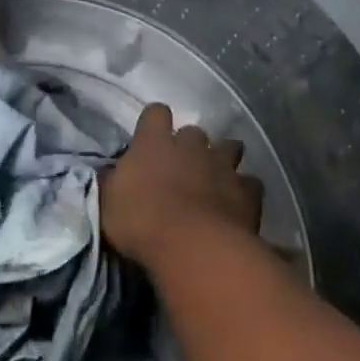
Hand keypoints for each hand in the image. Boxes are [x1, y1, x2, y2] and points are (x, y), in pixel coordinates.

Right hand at [102, 103, 262, 269]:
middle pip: (194, 132)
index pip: (156, 113)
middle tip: (183, 166)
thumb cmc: (141, 221)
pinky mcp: (247, 191)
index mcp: (154, 142)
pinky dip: (245, 190)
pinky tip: (239, 204)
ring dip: (223, 158)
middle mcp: (190, 145)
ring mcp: (222, 165)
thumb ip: (112, 182)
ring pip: (230, 148)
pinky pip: (250, 183)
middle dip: (190, 145)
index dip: (154, 122)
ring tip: (217, 177)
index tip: (151, 136)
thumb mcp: (108, 203)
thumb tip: (111, 174)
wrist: (193, 247)